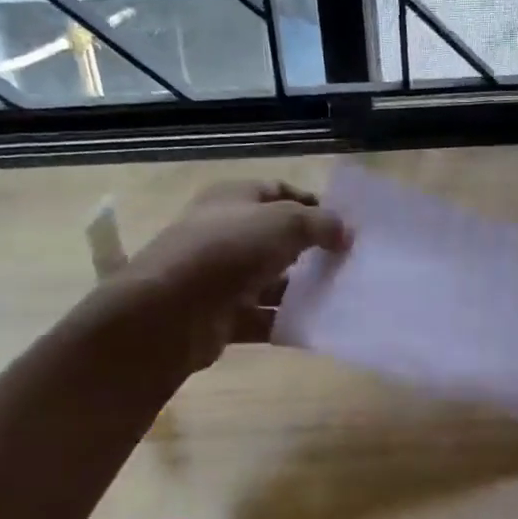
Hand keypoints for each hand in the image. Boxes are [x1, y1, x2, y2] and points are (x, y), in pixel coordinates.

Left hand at [111, 181, 349, 372]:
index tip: (344, 224)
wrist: (170, 312)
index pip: (278, 191)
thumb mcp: (284, 223)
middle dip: (311, 249)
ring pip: (270, 280)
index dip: (312, 203)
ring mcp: (220, 276)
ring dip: (300, 289)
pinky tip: (314, 326)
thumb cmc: (228, 250)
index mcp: (232, 199)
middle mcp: (224, 233)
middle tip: (347, 262)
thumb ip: (320, 223)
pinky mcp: (220, 316)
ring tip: (339, 296)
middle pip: (275, 238)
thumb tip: (346, 232)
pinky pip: (261, 317)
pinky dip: (284, 321)